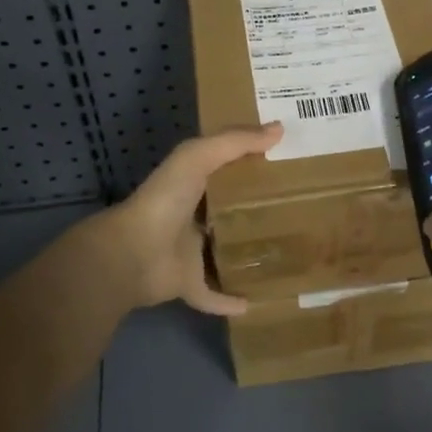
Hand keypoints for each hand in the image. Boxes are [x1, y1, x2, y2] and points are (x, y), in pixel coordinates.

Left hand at [87, 123, 282, 317]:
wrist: (133, 253)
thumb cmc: (165, 200)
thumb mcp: (198, 157)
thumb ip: (235, 142)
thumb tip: (279, 129)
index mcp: (193, 185)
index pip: (226, 170)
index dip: (252, 163)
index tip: (287, 163)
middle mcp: (192, 217)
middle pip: (230, 213)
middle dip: (257, 211)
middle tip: (298, 211)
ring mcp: (189, 253)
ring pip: (224, 254)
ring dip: (247, 256)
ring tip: (285, 255)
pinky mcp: (189, 284)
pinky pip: (213, 294)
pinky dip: (230, 300)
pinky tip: (256, 303)